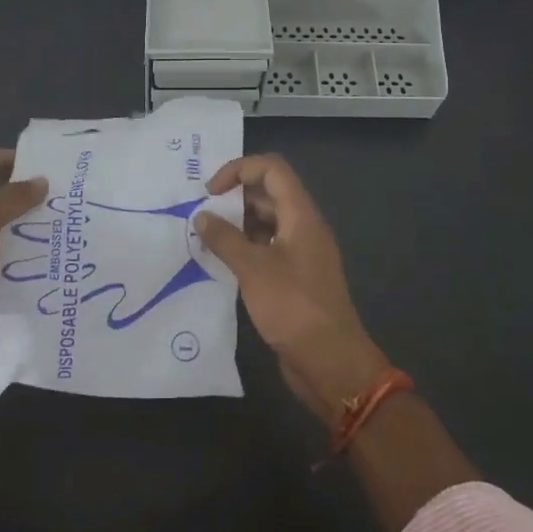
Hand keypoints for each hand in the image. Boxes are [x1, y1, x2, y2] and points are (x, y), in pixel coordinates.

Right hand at [195, 154, 388, 424]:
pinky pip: (266, 248)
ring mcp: (300, 252)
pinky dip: (244, 247)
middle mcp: (303, 227)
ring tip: (205, 237)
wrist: (330, 361)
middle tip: (201, 214)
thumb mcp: (253, 269)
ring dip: (236, 223)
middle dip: (234, 197)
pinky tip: (220, 261)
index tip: (210, 192)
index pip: (272, 170)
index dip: (239, 170)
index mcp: (301, 215)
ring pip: (266, 222)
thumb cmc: (294, 307)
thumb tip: (202, 216)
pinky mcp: (294, 277)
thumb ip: (225, 239)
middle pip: (268, 193)